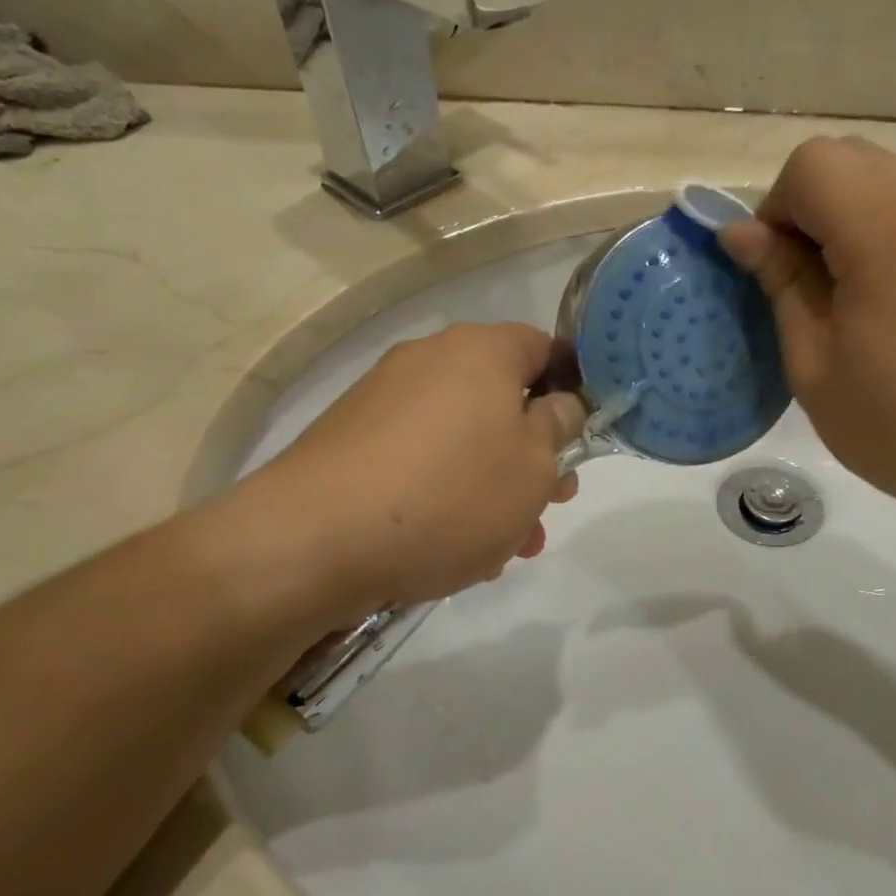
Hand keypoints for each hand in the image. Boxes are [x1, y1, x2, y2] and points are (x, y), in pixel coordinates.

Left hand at [248, 322, 585, 612]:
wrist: (315, 539)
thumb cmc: (450, 495)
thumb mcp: (534, 467)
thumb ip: (559, 428)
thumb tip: (560, 404)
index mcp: (480, 351)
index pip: (544, 348)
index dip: (572, 390)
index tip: (579, 439)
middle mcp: (429, 360)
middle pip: (501, 400)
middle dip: (532, 456)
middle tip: (549, 506)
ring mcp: (383, 399)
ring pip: (461, 438)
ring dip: (492, 486)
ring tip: (504, 547)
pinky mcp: (351, 440)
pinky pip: (418, 459)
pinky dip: (443, 493)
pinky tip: (451, 546)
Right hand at [720, 137, 895, 531]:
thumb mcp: (813, 364)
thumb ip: (780, 282)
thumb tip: (740, 232)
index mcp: (890, 237)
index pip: (814, 164)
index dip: (778, 207)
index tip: (778, 269)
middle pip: (852, 158)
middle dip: (810, 205)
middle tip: (807, 280)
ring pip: (889, 179)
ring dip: (849, 217)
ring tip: (850, 294)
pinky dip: (888, 232)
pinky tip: (894, 300)